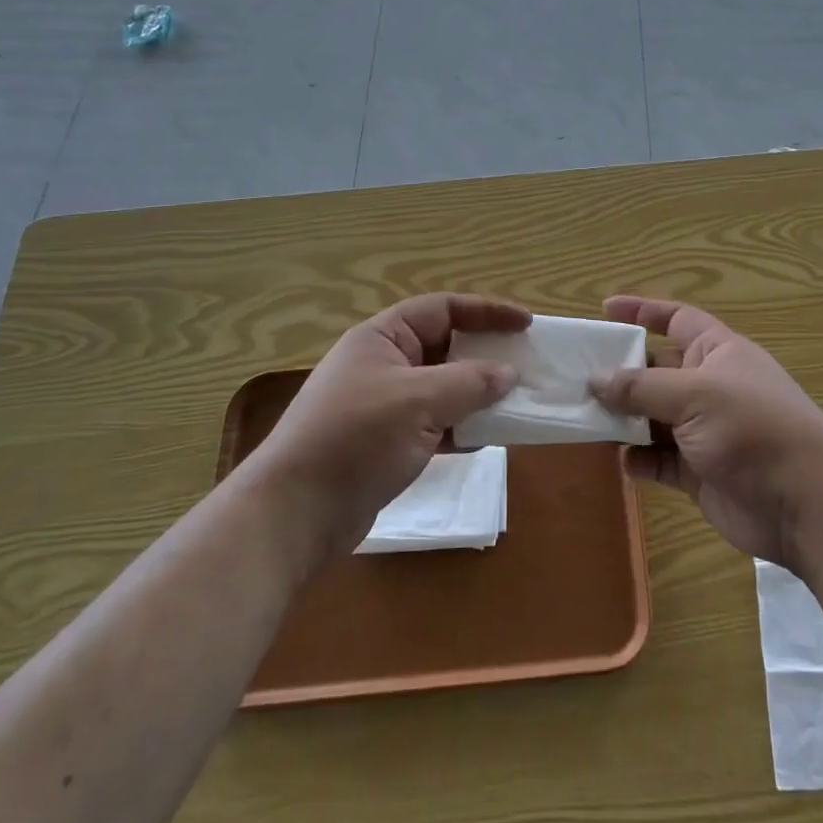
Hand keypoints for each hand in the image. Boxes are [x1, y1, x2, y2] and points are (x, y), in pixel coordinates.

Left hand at [250, 294, 527, 569]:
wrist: (295, 513)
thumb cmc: (355, 438)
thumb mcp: (418, 401)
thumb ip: (469, 382)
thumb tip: (508, 373)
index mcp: (382, 337)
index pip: (443, 309)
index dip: (487, 311)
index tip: (526, 324)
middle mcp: (383, 363)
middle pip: (445, 347)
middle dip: (485, 355)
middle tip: (527, 364)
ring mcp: (384, 404)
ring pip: (443, 387)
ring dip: (477, 394)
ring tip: (515, 402)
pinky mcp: (386, 442)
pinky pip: (435, 422)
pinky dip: (461, 426)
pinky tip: (487, 438)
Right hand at [590, 296, 822, 569]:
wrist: (805, 505)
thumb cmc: (753, 429)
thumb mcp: (695, 395)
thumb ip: (642, 387)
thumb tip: (595, 379)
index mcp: (718, 352)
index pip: (677, 319)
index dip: (643, 311)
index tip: (605, 310)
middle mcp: (710, 386)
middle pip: (657, 370)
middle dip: (621, 373)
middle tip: (576, 376)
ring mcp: (705, 431)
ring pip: (653, 417)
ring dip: (624, 419)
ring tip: (585, 418)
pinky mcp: (700, 472)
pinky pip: (660, 459)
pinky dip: (639, 459)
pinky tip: (621, 461)